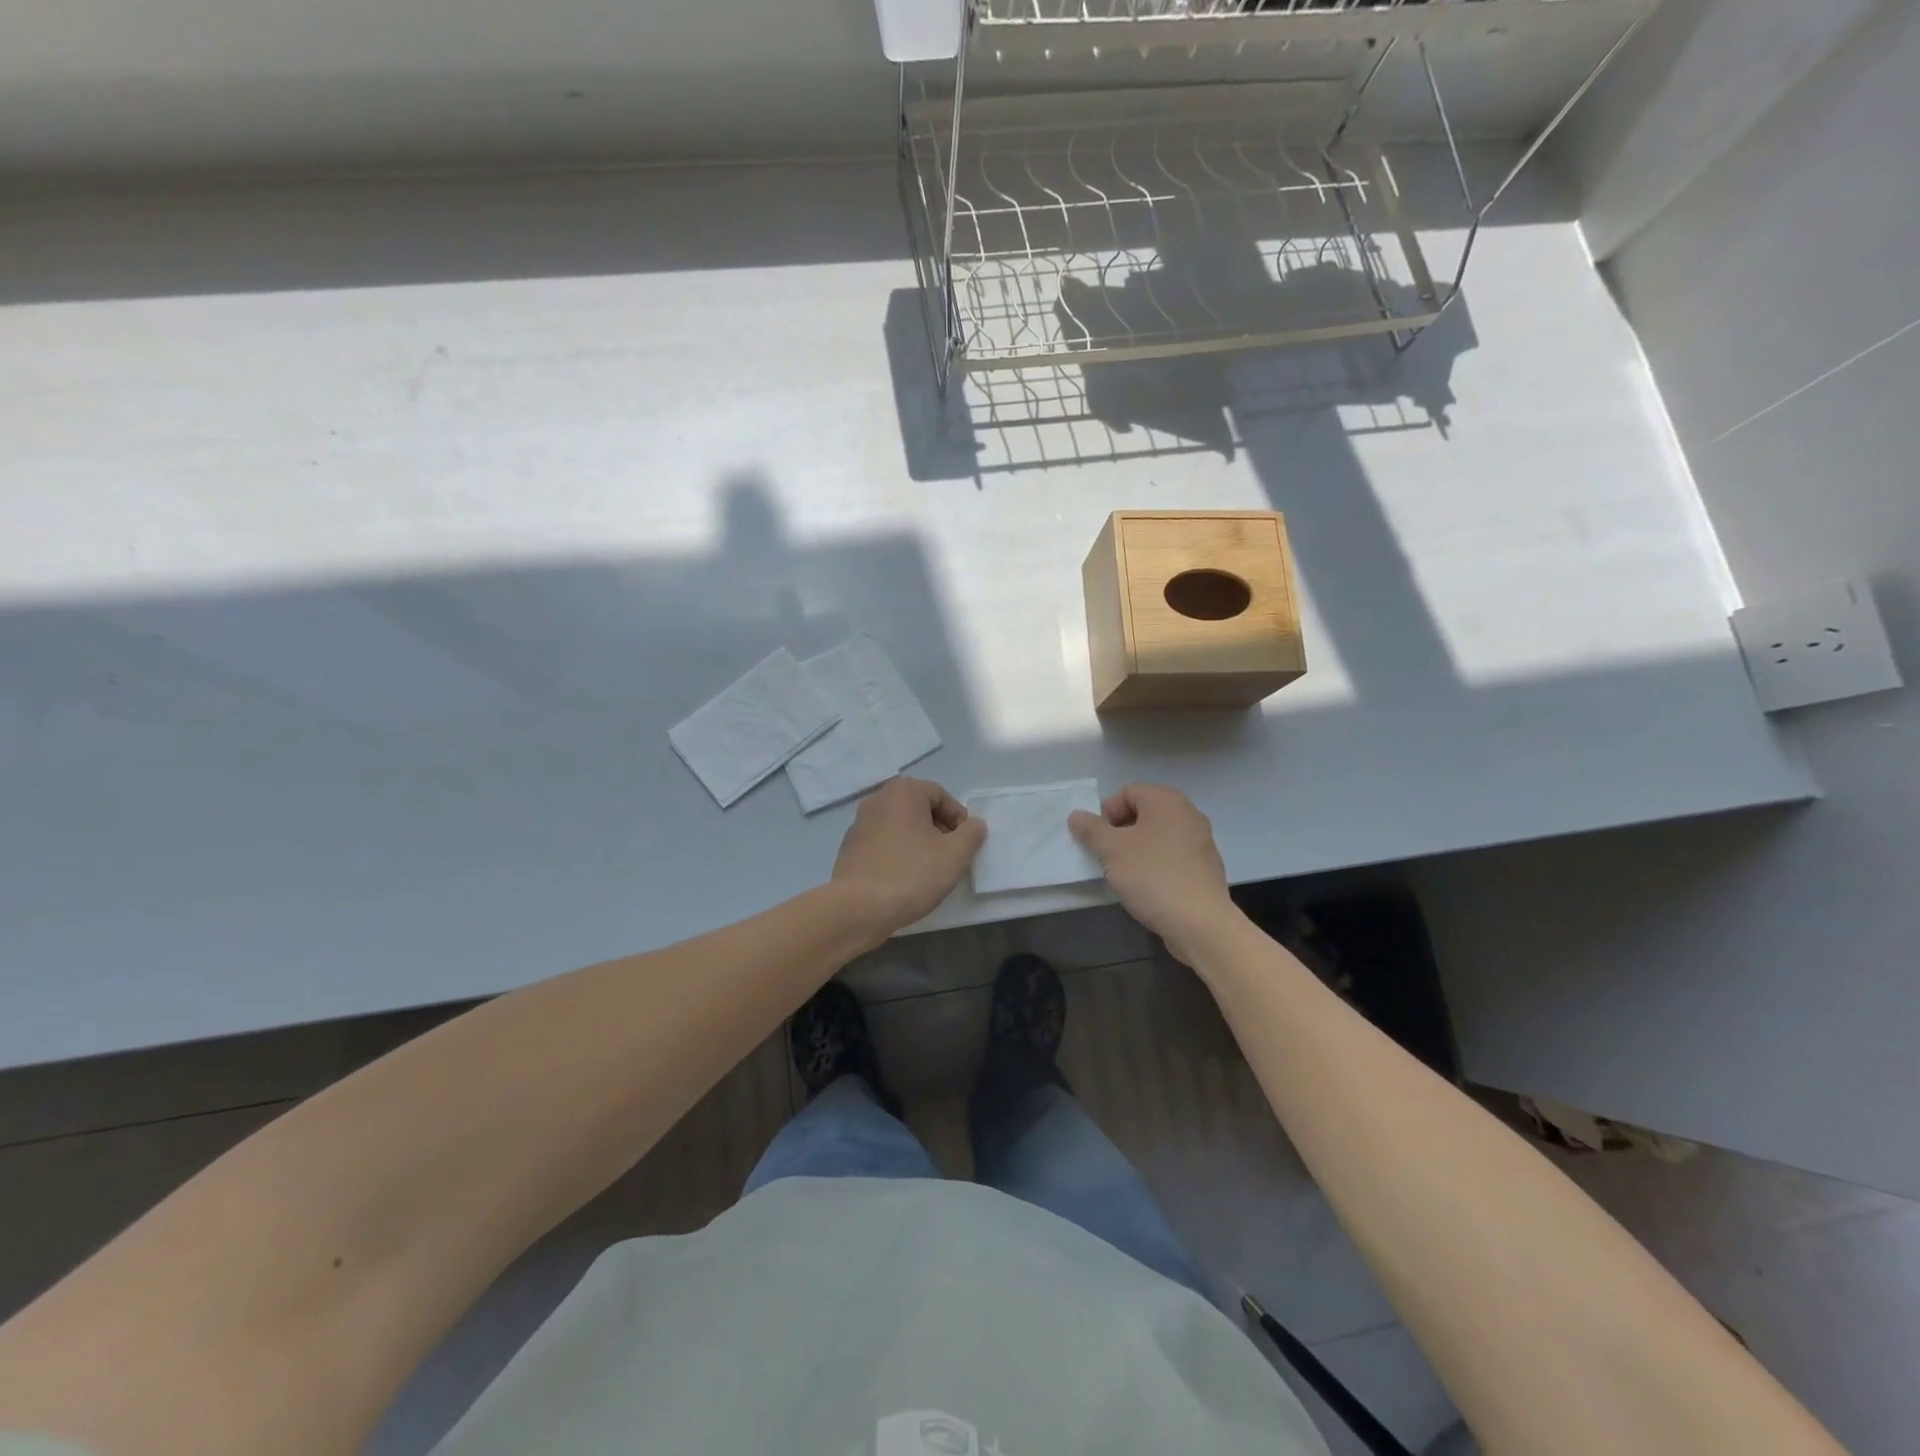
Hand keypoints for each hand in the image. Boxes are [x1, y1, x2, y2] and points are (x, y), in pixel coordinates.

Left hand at [831, 777, 986, 940]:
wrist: (859, 907)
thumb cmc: (911, 874)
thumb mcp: (954, 855)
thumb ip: (971, 834)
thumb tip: (975, 824)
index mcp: (904, 792)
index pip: (941, 795)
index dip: (958, 819)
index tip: (963, 845)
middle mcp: (878, 799)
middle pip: (918, 807)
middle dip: (938, 828)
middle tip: (948, 855)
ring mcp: (860, 822)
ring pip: (899, 825)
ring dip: (917, 840)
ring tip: (927, 868)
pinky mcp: (850, 846)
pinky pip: (882, 841)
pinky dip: (896, 852)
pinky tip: (903, 877)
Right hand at [1068, 783, 1237, 962]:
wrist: (1199, 922)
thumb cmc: (1151, 876)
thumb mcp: (1111, 850)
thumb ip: (1091, 829)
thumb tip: (1077, 815)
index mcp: (1166, 800)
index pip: (1127, 792)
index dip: (1106, 813)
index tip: (1098, 840)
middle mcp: (1188, 813)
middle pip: (1143, 813)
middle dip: (1120, 832)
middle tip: (1107, 856)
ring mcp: (1201, 841)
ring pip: (1157, 836)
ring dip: (1137, 850)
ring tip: (1125, 874)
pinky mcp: (1206, 867)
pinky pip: (1172, 856)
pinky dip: (1156, 864)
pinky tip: (1148, 887)